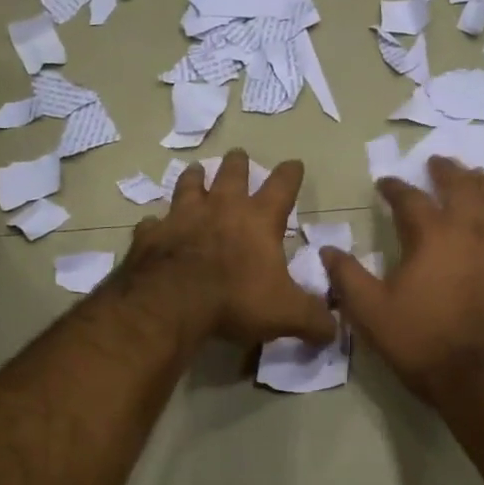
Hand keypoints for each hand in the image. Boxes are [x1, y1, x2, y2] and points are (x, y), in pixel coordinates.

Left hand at [119, 150, 335, 348]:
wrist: (171, 302)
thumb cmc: (235, 299)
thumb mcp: (287, 314)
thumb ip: (313, 319)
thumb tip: (333, 330)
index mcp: (258, 220)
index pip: (281, 187)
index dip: (290, 174)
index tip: (294, 163)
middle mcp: (220, 209)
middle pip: (231, 175)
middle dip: (238, 164)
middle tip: (238, 154)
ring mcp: (181, 218)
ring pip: (189, 187)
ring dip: (194, 178)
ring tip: (196, 170)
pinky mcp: (150, 236)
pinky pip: (152, 223)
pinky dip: (155, 223)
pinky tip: (153, 224)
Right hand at [322, 158, 483, 401]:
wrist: (482, 378)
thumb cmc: (422, 342)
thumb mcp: (371, 313)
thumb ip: (347, 278)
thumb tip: (327, 251)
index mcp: (432, 236)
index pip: (410, 199)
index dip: (395, 188)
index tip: (385, 183)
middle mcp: (472, 230)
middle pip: (462, 187)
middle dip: (446, 171)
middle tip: (437, 162)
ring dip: (483, 183)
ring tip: (475, 175)